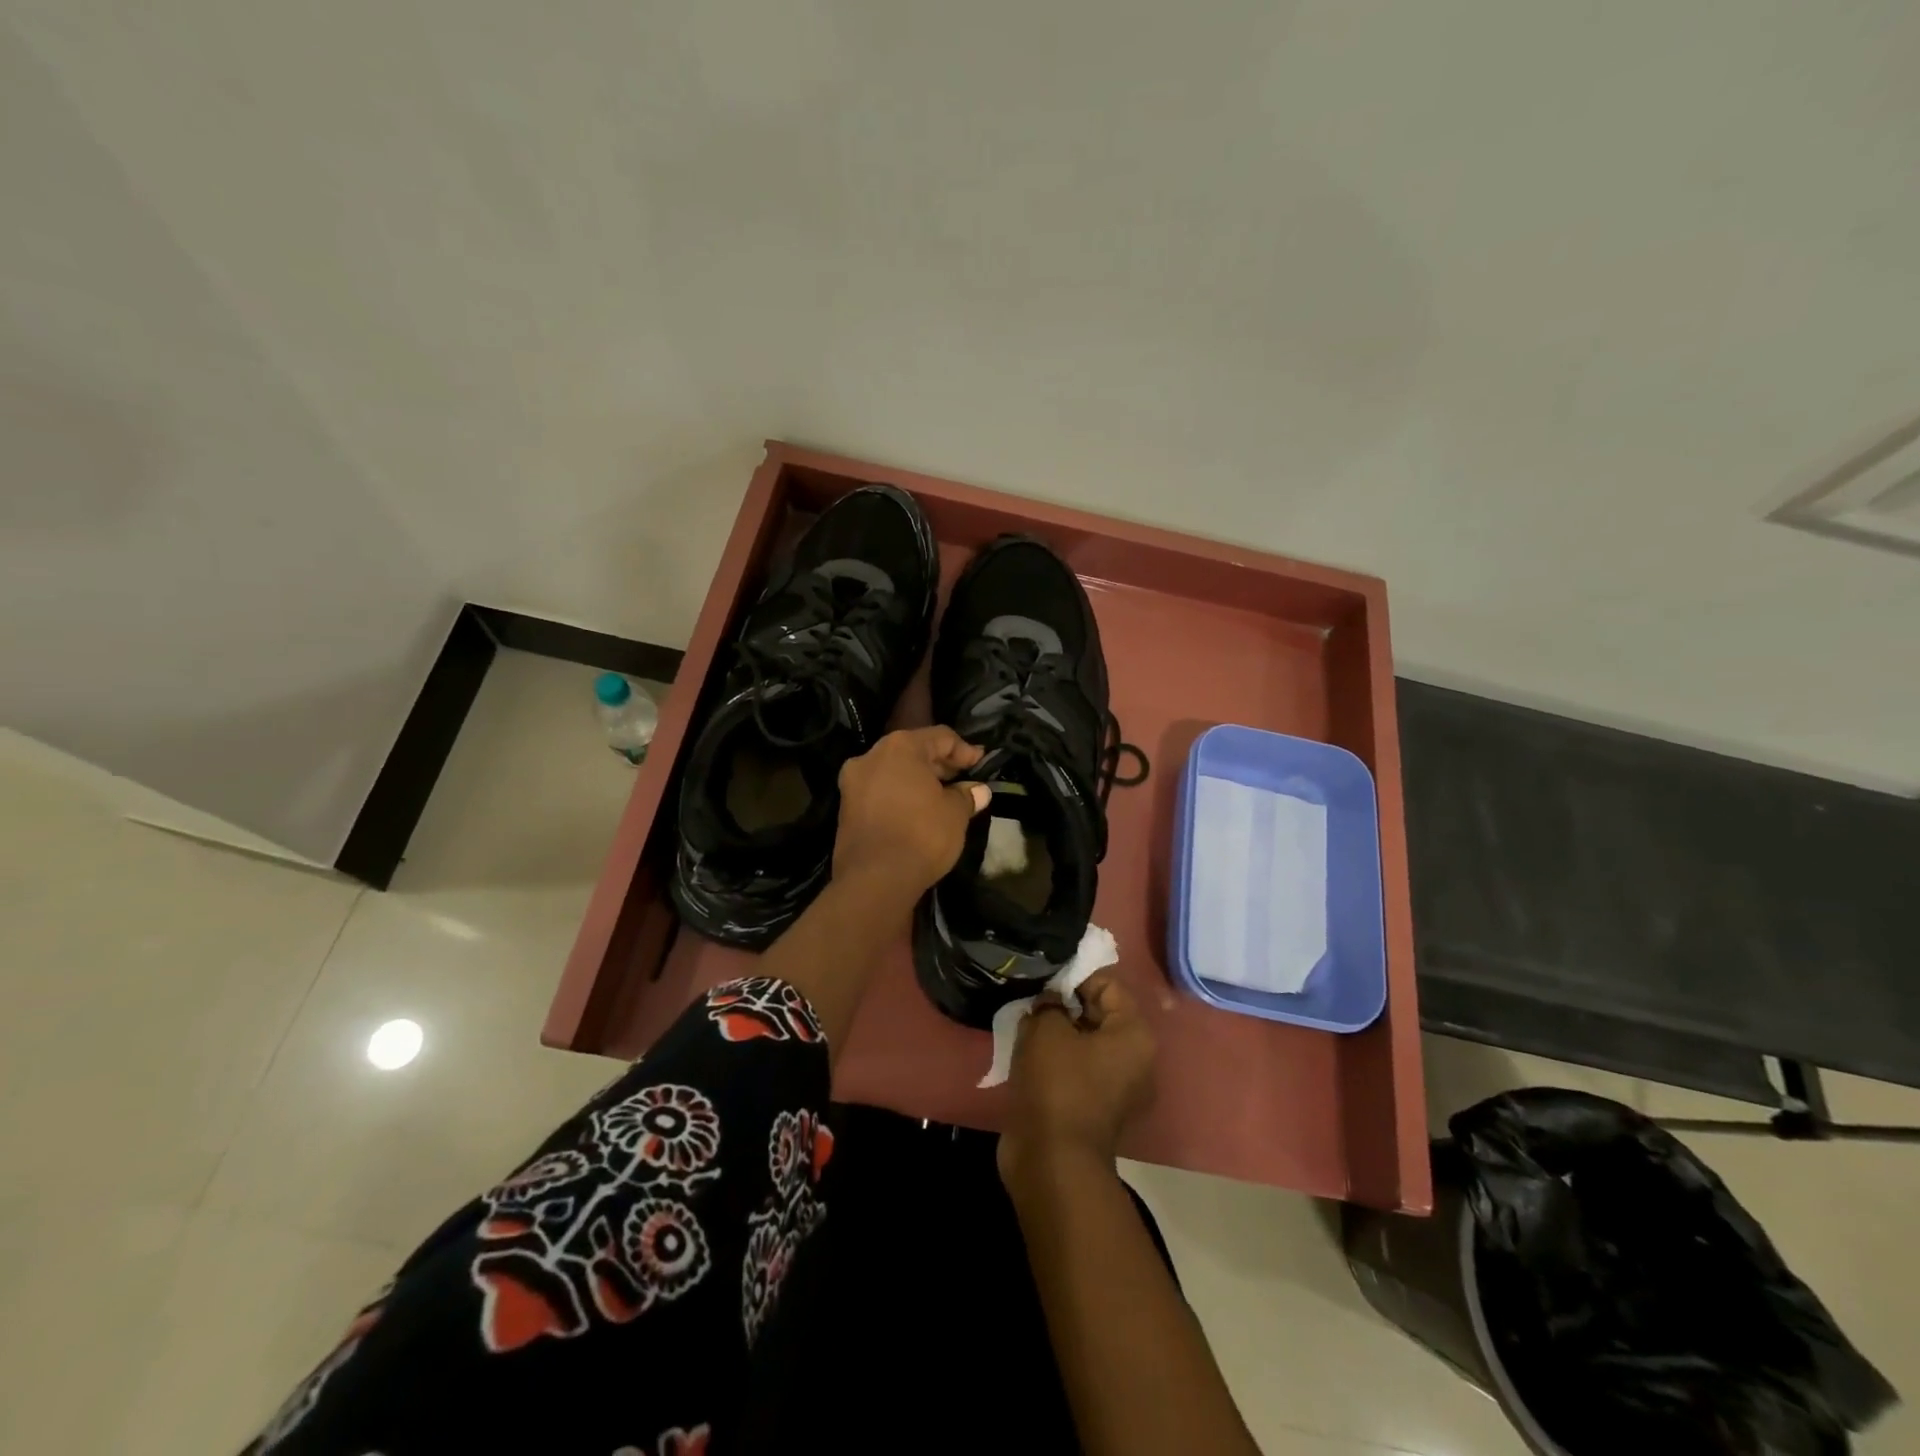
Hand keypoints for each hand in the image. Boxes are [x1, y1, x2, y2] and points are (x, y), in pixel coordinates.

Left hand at [833, 726, 989, 900]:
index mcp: (900, 747)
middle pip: (914, 751)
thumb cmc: (921, 835)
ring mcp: (853, 783)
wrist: (874, 879)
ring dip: (919, 781)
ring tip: (943, 798)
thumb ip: (966, 796)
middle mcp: (871, 756)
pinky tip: (918, 812)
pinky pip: (880, 792)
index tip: (982, 764)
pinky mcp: (845, 808)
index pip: (940, 737)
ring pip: (894, 772)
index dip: (965, 750)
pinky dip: (900, 796)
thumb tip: (979, 791)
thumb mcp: (955, 814)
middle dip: (940, 765)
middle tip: (964, 780)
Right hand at [999, 972, 1156, 1185]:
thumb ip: (1051, 1003)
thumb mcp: (1047, 1029)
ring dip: (1057, 1032)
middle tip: (1032, 998)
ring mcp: (1117, 1088)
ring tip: (1026, 1023)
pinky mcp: (1095, 1109)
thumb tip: (1051, 1001)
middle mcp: (1136, 1060)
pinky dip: (1056, 1059)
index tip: (1045, 977)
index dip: (1075, 976)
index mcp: (1135, 1035)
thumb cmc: (1057, 1084)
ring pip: (1085, 1042)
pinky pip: (1077, 1069)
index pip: (1108, 985)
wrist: (1052, 1160)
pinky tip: (1028, 1052)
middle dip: (1064, 1003)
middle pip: (1099, 1014)